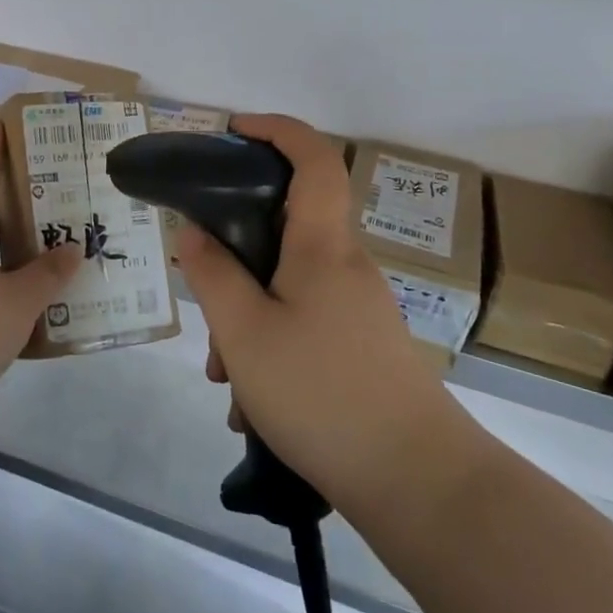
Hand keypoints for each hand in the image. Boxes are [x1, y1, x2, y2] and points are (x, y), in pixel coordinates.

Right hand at [178, 114, 462, 510]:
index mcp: (322, 245)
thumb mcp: (245, 333)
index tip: (234, 130)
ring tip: (226, 380)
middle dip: (236, 257)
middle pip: (285, 229)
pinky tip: (253, 407)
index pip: (313, 158)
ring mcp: (359, 307)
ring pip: (287, 286)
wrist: (419, 483)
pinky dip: (271, 347)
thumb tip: (193, 232)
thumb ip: (212, 275)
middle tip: (206, 301)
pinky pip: (304, 323)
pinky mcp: (363, 345)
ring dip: (248, 318)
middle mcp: (346, 265)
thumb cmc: (322, 393)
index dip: (277, 129)